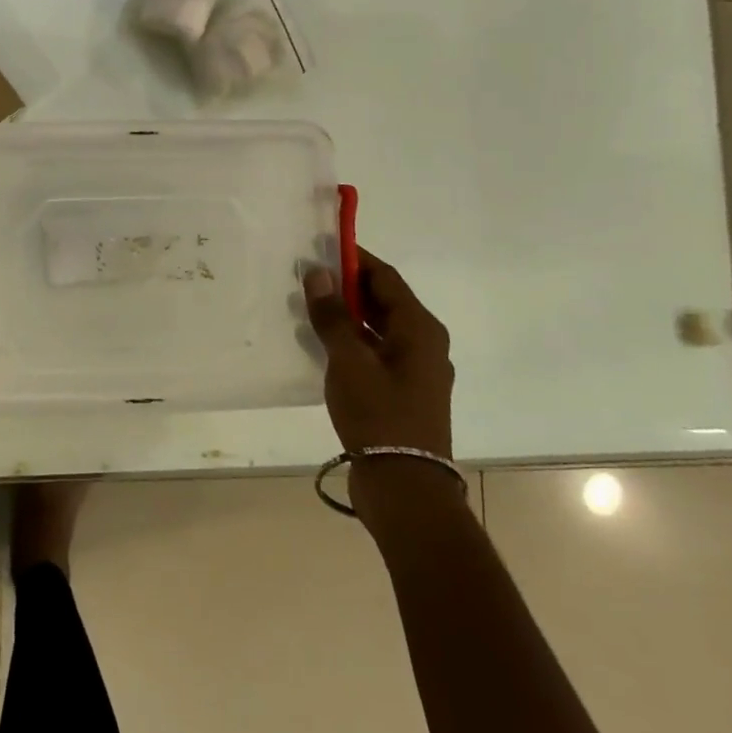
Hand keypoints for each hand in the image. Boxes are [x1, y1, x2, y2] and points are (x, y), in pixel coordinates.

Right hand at [303, 247, 454, 460]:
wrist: (405, 486)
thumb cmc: (379, 415)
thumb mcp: (349, 361)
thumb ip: (332, 315)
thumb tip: (318, 272)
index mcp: (420, 329)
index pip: (385, 278)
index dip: (355, 259)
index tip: (321, 246)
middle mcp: (423, 343)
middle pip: (384, 301)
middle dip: (347, 286)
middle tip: (308, 276)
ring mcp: (415, 370)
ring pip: (378, 327)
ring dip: (346, 314)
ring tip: (308, 307)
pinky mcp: (402, 392)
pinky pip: (375, 351)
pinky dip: (351, 341)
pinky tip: (322, 345)